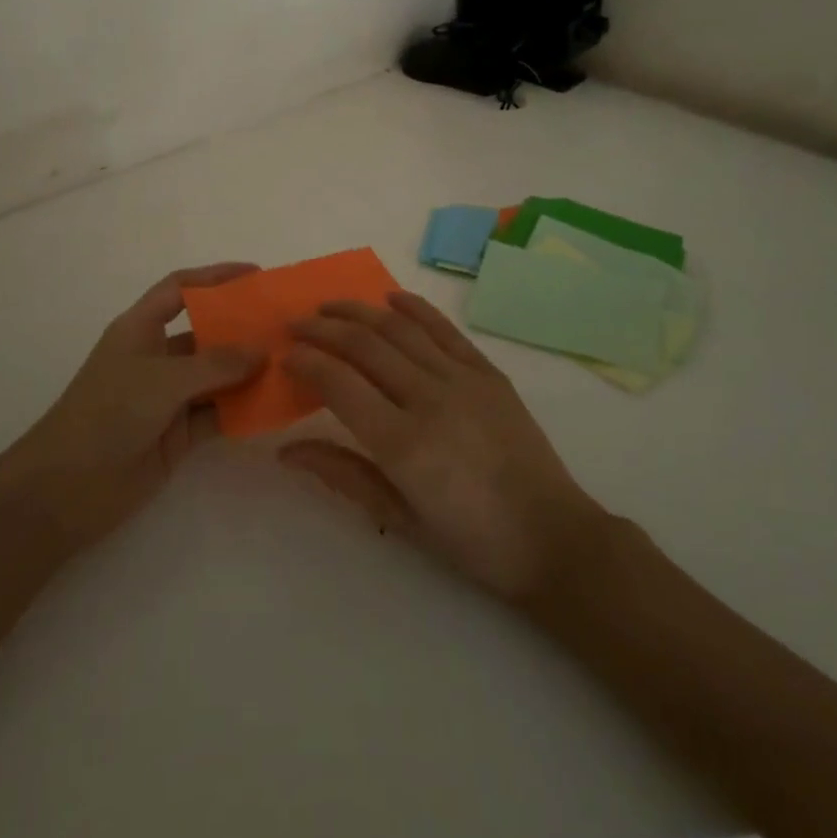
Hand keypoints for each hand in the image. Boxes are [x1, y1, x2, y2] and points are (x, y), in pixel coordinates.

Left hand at [16, 263, 263, 548]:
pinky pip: (218, 414)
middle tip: (286, 326)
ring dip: (248, 371)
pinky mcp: (178, 434)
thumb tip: (262, 350)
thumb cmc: (107, 414)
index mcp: (140, 329)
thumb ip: (215, 364)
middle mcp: (156, 358)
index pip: (179, 289)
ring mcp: (168, 397)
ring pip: (216, 376)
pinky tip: (275, 406)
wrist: (66, 490)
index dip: (214, 277)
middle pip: (206, 333)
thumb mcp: (161, 380)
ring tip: (293, 364)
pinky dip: (243, 410)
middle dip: (242, 328)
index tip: (255, 275)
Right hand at [281, 291, 612, 598]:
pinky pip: (443, 329)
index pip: (339, 384)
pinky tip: (390, 297)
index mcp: (403, 443)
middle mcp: (429, 399)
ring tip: (330, 305)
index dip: (307, 363)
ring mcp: (462, 379)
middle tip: (296, 323)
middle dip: (323, 328)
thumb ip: (343, 475)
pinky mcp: (487, 372)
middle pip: (364, 345)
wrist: (551, 536)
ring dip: (359, 311)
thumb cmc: (471, 540)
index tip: (285, 356)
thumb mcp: (400, 518)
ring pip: (399, 328)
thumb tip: (287, 451)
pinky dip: (414, 308)